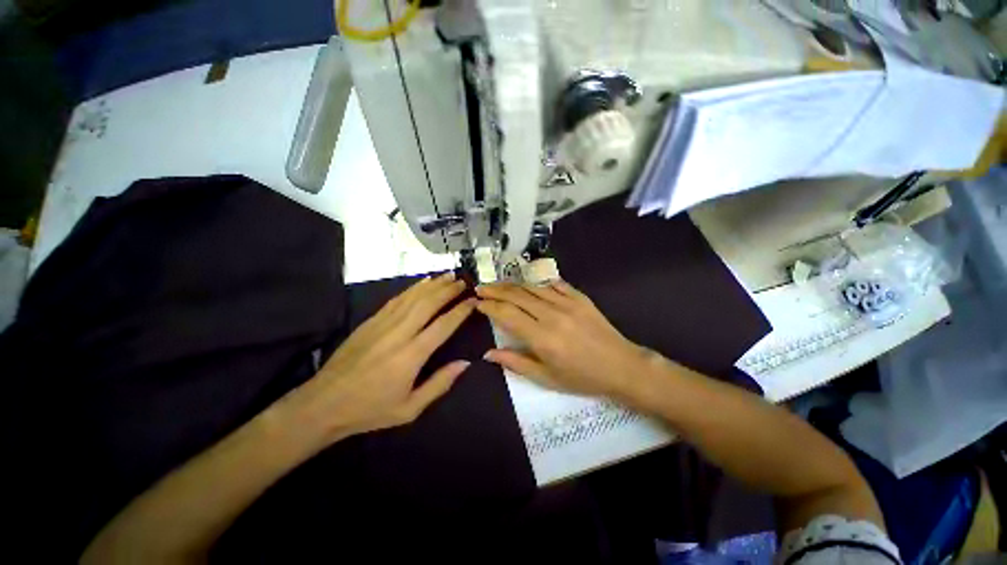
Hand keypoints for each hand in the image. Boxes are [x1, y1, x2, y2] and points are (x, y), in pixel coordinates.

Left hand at [282, 273, 474, 444]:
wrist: (329, 400)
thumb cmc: (372, 410)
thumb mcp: (410, 408)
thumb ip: (439, 384)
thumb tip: (464, 363)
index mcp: (411, 355)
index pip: (442, 326)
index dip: (460, 311)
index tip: (473, 301)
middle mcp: (397, 333)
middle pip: (426, 304)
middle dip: (446, 290)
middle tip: (463, 281)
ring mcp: (380, 325)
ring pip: (409, 298)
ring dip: (430, 286)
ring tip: (446, 276)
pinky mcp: (367, 324)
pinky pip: (392, 301)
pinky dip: (409, 291)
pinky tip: (418, 286)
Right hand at [475, 281, 650, 398]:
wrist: (620, 366)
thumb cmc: (582, 378)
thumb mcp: (546, 378)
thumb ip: (516, 363)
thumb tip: (489, 353)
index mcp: (542, 338)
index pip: (507, 314)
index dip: (489, 306)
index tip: (476, 304)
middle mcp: (552, 315)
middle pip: (517, 295)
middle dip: (495, 290)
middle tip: (480, 289)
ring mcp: (568, 303)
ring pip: (533, 287)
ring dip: (513, 284)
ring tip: (498, 285)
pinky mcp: (581, 298)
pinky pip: (554, 285)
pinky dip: (538, 283)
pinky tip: (529, 285)